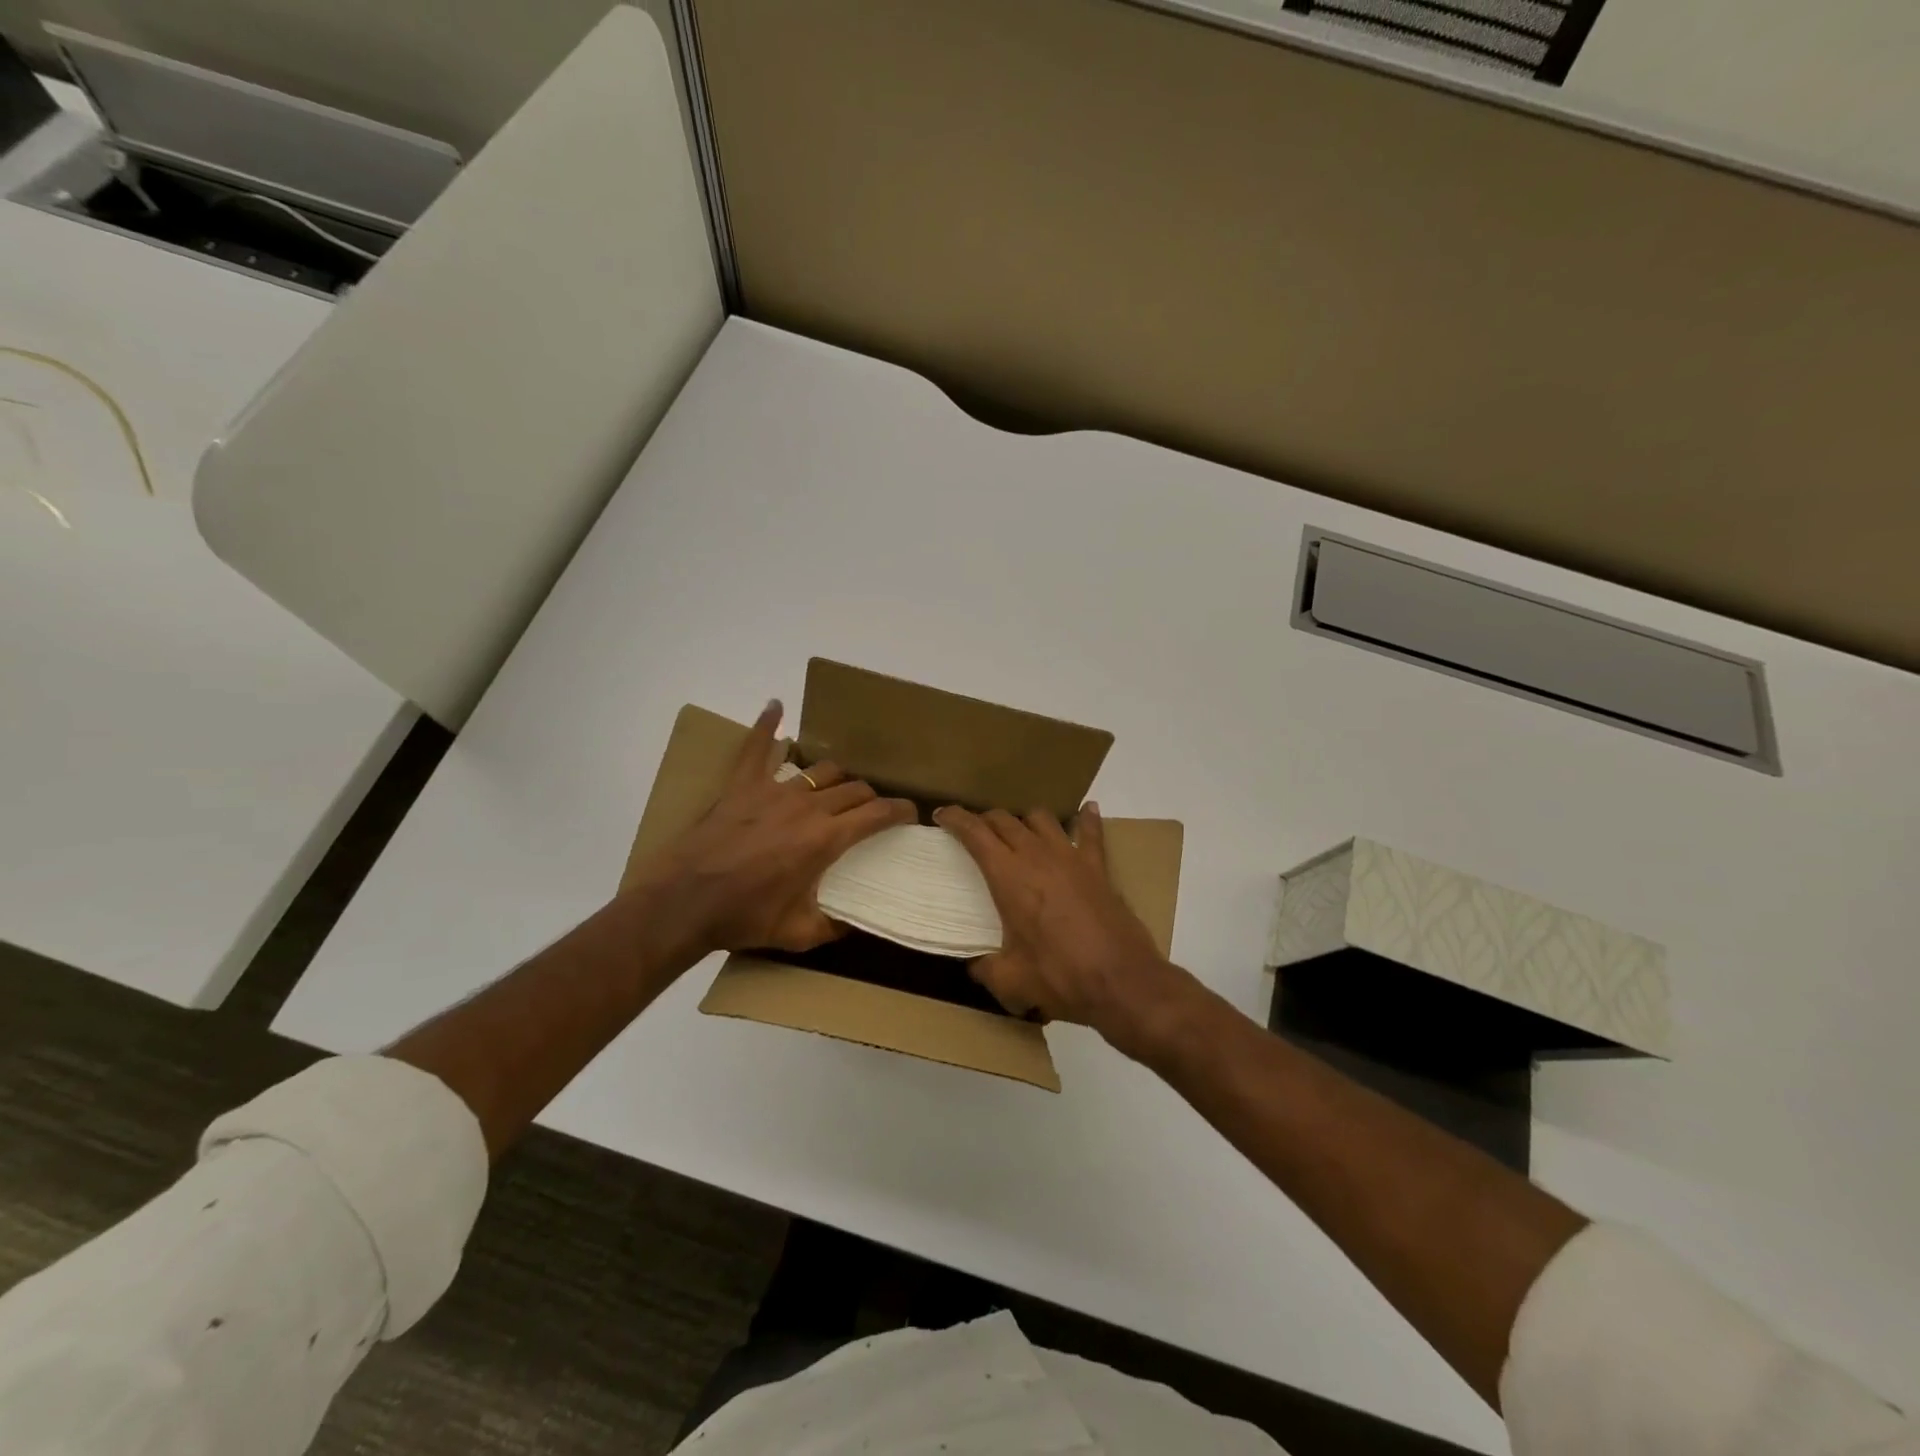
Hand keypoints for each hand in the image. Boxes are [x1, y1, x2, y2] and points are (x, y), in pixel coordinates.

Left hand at [633, 701, 914, 958]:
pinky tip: (775, 706)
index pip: (876, 813)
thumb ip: (834, 926)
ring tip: (839, 786)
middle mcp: (807, 806)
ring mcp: (773, 790)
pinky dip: (767, 725)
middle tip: (872, 810)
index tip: (910, 812)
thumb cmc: (743, 917)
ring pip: (820, 769)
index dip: (899, 810)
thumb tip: (856, 922)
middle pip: (853, 788)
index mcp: (825, 839)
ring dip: (837, 777)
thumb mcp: (798, 934)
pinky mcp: (742, 786)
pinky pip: (756, 748)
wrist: (683, 903)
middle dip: (871, 797)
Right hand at [935, 803, 1198, 1061]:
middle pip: (1004, 820)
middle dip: (984, 819)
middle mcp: (1036, 855)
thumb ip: (986, 968)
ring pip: (1041, 818)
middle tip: (975, 830)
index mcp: (1008, 876)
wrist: (1121, 981)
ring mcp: (1070, 856)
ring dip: (1024, 820)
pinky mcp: (1098, 866)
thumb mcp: (1010, 981)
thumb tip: (975, 965)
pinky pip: (1090, 832)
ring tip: (1018, 830)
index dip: (955, 819)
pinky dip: (1086, 819)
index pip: (975, 833)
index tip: (942, 814)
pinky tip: (1086, 810)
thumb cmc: (1060, 977)